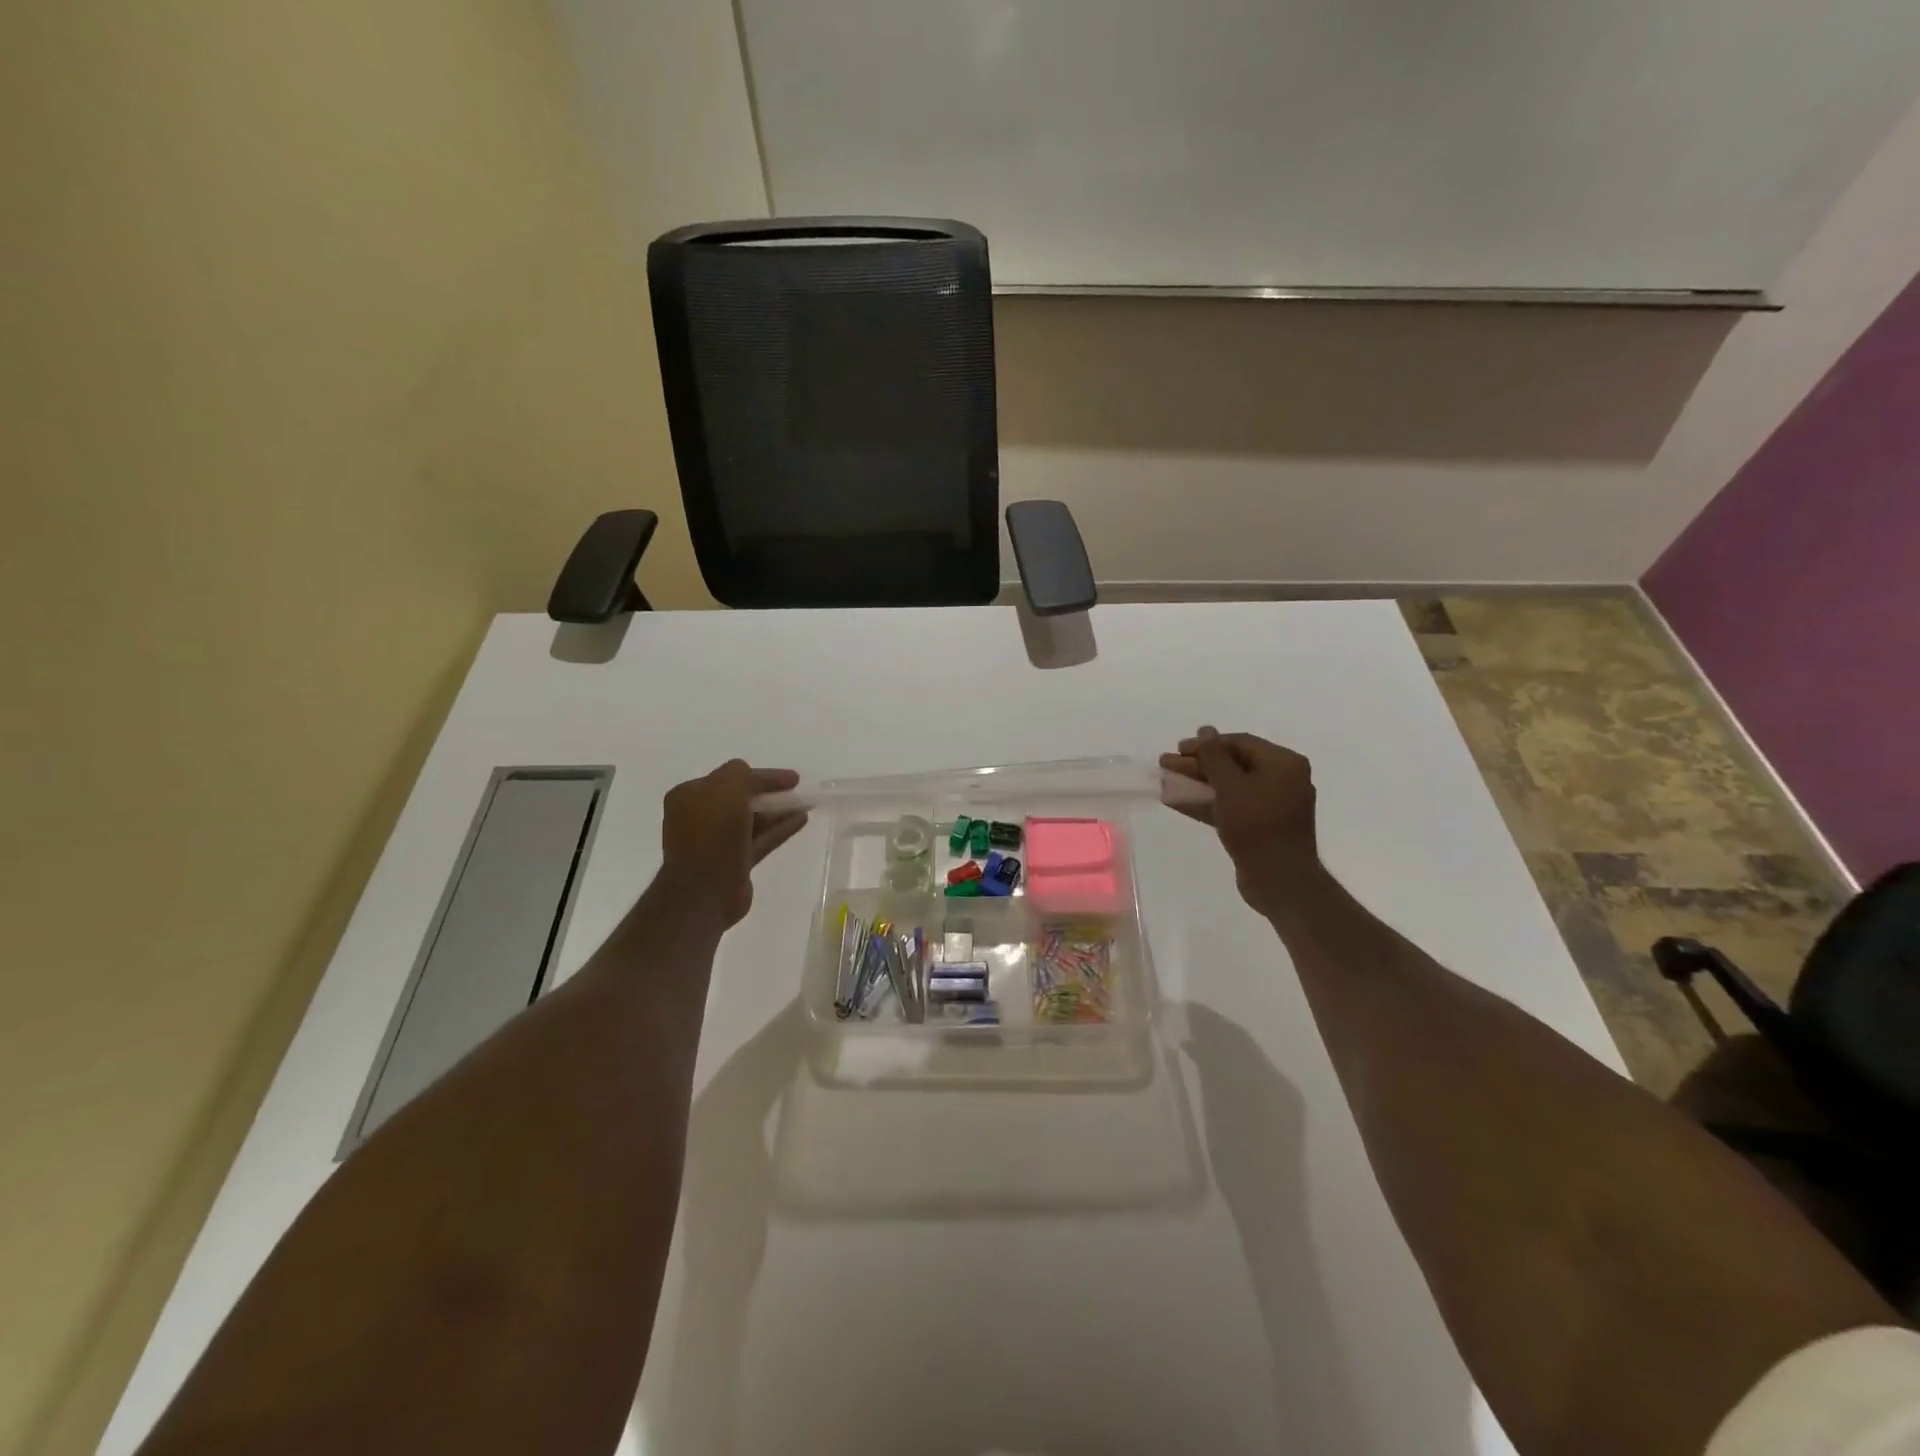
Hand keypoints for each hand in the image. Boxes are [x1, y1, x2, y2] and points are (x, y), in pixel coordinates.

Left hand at [658, 761, 807, 927]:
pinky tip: (801, 820)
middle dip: (769, 793)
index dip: (762, 775)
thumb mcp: (727, 788)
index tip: (792, 778)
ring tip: (805, 804)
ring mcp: (716, 842)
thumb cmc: (713, 833)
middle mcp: (700, 817)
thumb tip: (755, 777)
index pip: (730, 777)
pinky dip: (779, 829)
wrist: (704, 891)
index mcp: (689, 796)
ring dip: (777, 811)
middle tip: (795, 790)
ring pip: (752, 820)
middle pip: (741, 798)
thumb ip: (743, 775)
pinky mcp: (734, 863)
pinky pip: (760, 839)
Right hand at [1160, 727, 1318, 909]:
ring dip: (1198, 783)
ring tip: (1167, 782)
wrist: (1279, 879)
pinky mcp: (1262, 826)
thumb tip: (1205, 730)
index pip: (1239, 742)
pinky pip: (1232, 806)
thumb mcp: (1230, 785)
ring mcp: (1273, 804)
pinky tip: (1178, 802)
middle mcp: (1283, 779)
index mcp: (1283, 763)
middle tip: (1166, 765)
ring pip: (1230, 786)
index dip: (1205, 744)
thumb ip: (1214, 756)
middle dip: (1198, 765)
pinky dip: (1208, 803)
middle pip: (1234, 764)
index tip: (1177, 750)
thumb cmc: (1256, 825)